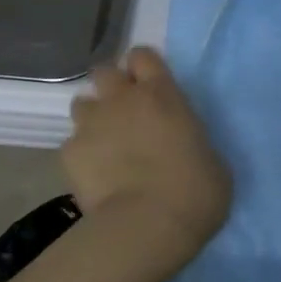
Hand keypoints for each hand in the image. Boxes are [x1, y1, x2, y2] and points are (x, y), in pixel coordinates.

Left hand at [64, 47, 230, 256]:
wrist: (148, 226)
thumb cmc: (195, 192)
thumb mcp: (211, 159)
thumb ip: (190, 140)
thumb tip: (183, 145)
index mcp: (162, 94)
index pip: (142, 55)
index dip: (143, 68)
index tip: (148, 85)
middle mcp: (122, 99)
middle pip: (104, 71)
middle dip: (111, 87)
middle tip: (123, 112)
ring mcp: (91, 124)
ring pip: (81, 104)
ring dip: (92, 118)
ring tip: (104, 144)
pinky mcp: (69, 153)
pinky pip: (72, 144)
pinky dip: (81, 156)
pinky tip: (93, 176)